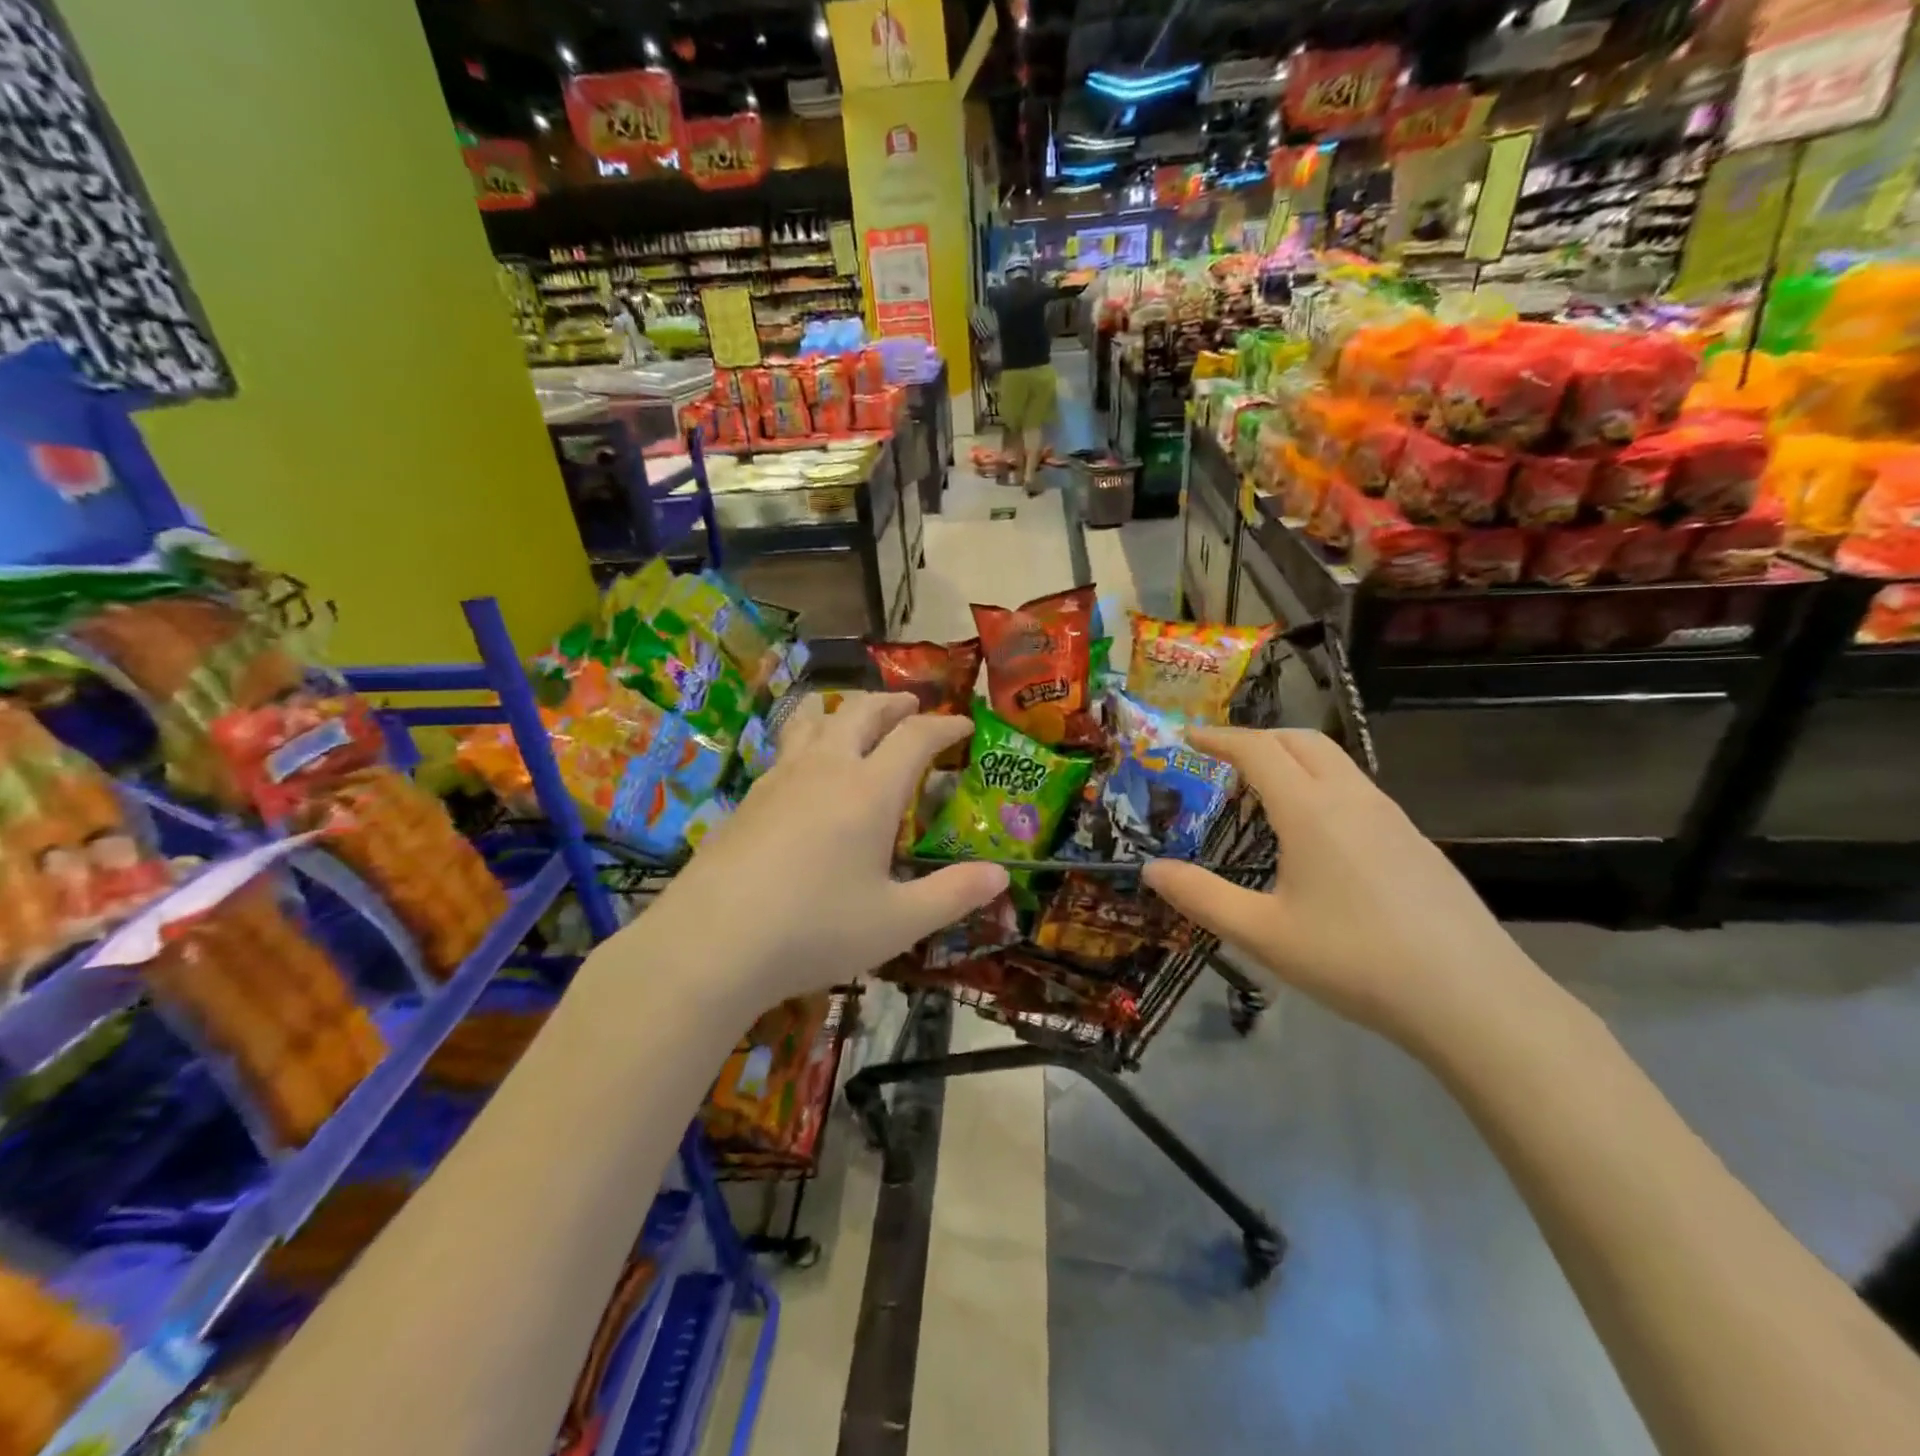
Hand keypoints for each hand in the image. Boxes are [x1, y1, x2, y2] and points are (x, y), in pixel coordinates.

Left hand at [640, 693, 1008, 1006]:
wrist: (711, 944)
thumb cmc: (815, 930)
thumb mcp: (897, 922)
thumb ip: (952, 895)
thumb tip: (1001, 876)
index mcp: (869, 791)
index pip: (915, 737)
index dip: (944, 725)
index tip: (963, 724)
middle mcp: (825, 769)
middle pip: (861, 712)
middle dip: (892, 702)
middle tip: (912, 705)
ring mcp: (780, 779)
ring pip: (813, 719)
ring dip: (842, 708)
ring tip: (853, 715)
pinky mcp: (747, 798)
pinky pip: (786, 749)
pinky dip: (808, 740)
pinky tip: (806, 772)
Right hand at [1142, 728, 1537, 1053]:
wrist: (1474, 999)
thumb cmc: (1355, 961)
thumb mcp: (1262, 934)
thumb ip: (1200, 897)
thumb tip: (1150, 870)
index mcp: (1311, 810)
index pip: (1258, 750)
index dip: (1219, 737)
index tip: (1188, 736)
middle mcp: (1353, 799)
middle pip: (1301, 740)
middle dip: (1256, 737)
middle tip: (1221, 757)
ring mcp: (1392, 817)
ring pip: (1335, 762)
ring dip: (1292, 758)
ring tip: (1263, 790)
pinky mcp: (1416, 842)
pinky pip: (1357, 790)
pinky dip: (1321, 784)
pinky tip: (1316, 832)